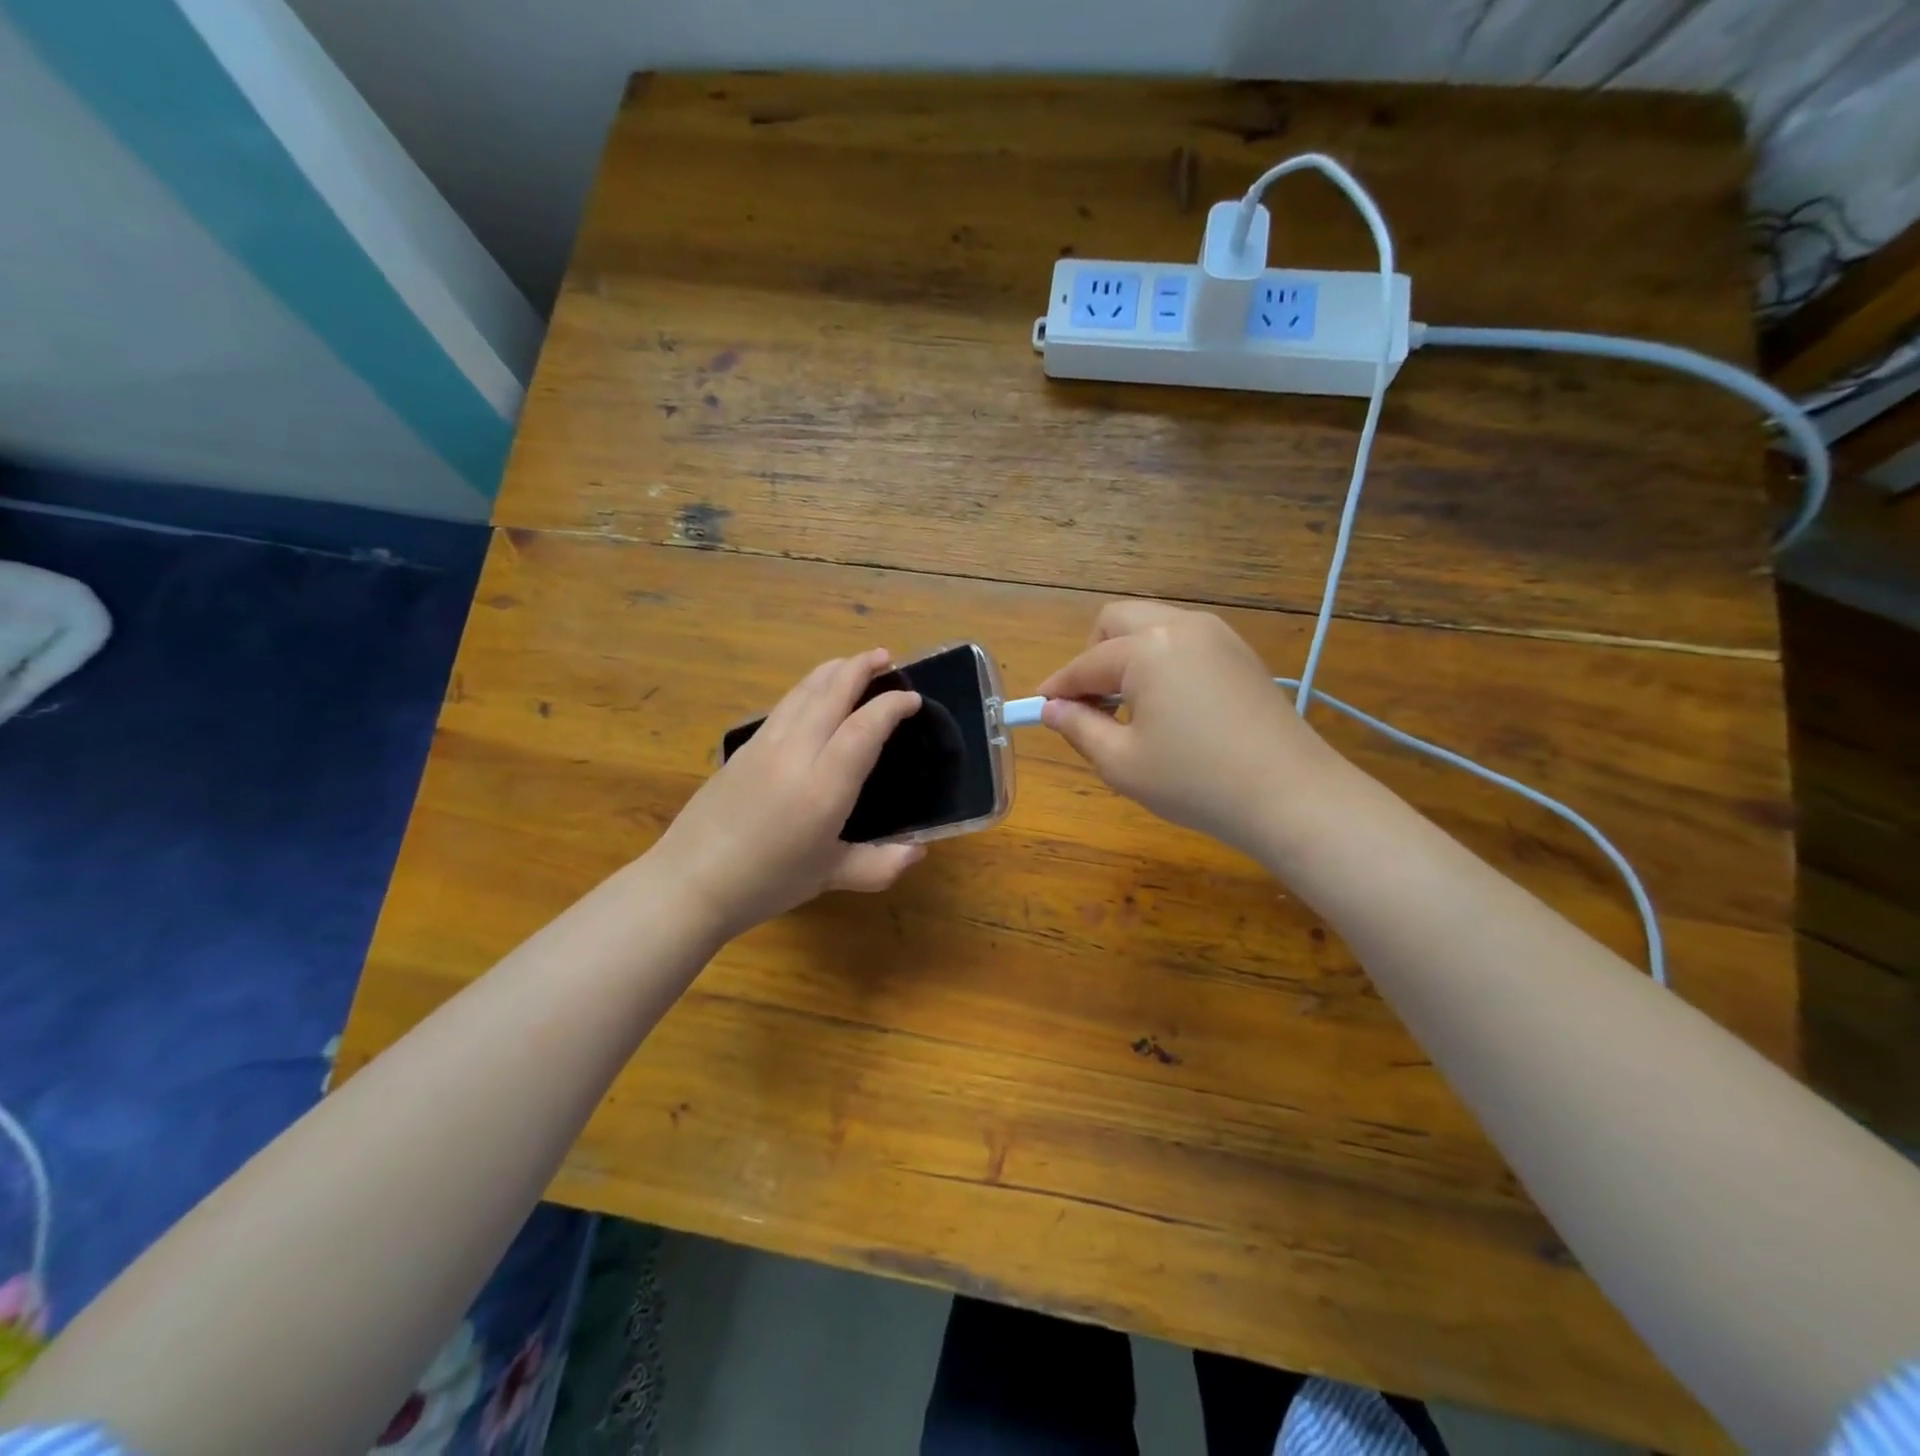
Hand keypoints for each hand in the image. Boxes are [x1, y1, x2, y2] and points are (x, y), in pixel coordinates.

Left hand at [657, 649, 926, 940]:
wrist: (690, 882)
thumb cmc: (767, 883)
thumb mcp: (829, 876)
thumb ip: (878, 864)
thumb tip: (917, 852)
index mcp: (824, 787)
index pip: (864, 728)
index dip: (891, 706)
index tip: (913, 699)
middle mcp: (795, 754)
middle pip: (831, 694)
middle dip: (860, 668)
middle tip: (885, 657)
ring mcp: (765, 746)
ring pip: (803, 693)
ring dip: (831, 671)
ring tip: (852, 663)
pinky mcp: (744, 748)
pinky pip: (783, 706)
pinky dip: (806, 689)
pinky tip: (812, 693)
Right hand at [1036, 602, 1345, 857]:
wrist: (1291, 796)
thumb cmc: (1196, 782)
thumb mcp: (1122, 763)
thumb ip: (1079, 728)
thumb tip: (1052, 709)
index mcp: (1147, 648)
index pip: (1085, 664)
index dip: (1057, 688)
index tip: (1039, 709)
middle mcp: (1181, 626)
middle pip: (1116, 621)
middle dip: (1092, 656)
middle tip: (1091, 703)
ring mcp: (1217, 635)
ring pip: (1152, 625)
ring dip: (1127, 656)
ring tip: (1129, 707)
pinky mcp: (1240, 653)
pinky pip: (1183, 640)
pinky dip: (1160, 660)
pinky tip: (1168, 705)